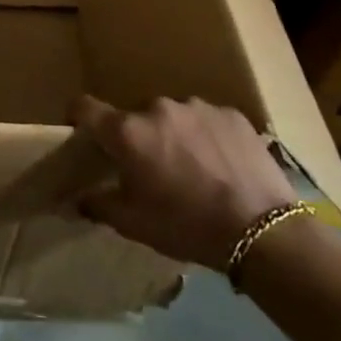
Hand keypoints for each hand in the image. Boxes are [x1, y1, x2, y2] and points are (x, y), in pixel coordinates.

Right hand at [74, 95, 298, 271]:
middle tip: (151, 168)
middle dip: (137, 137)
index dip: (78, 117)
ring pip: (173, 116)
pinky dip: (206, 136)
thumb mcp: (133, 224)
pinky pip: (207, 120)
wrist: (263, 233)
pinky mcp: (232, 114)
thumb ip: (98, 204)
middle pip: (134, 116)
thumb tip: (77, 198)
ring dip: (173, 134)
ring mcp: (197, 107)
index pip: (84, 107)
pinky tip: (222, 165)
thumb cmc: (186, 226)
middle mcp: (157, 108)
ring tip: (193, 168)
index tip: (82, 133)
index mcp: (127, 131)